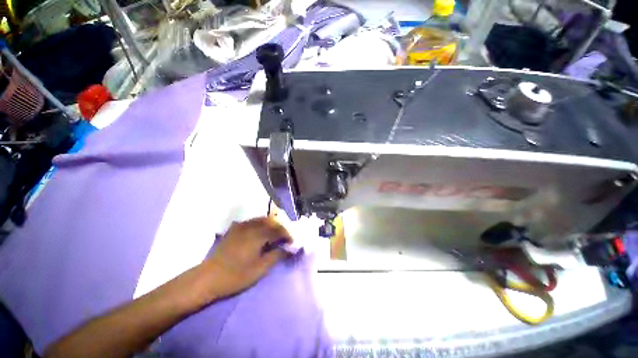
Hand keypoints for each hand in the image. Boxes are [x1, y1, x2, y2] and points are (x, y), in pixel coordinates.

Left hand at [203, 217, 291, 299]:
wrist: (208, 278)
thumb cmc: (236, 275)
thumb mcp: (260, 269)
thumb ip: (276, 255)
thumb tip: (289, 248)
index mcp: (258, 235)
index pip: (278, 230)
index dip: (287, 235)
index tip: (292, 242)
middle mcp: (251, 226)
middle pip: (271, 222)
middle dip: (280, 228)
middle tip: (284, 238)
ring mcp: (241, 226)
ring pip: (261, 219)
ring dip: (270, 225)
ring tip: (274, 235)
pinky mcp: (233, 229)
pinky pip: (251, 222)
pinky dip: (259, 224)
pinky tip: (259, 232)